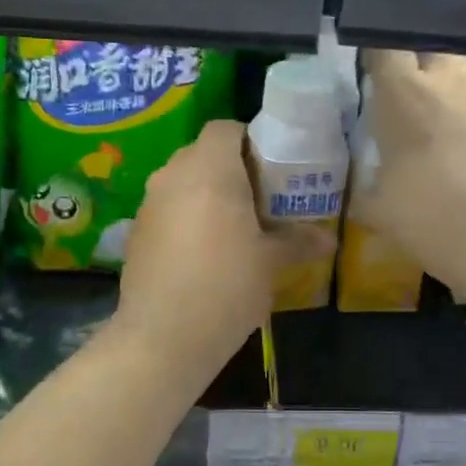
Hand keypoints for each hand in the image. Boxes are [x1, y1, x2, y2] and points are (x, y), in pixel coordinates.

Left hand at [116, 120, 327, 374]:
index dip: (250, 140)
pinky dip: (186, 218)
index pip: (226, 128)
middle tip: (260, 199)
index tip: (271, 169)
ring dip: (206, 194)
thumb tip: (329, 240)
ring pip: (182, 182)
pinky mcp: (136, 233)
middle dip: (231, 169)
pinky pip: (167, 209)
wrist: (163, 337)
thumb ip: (298, 241)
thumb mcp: (271, 263)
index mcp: (210, 169)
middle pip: (203, 153)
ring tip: (234, 227)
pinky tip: (204, 253)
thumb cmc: (226, 286)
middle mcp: (173, 175)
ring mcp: (149, 204)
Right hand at [361, 51, 465, 301]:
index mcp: (404, 93)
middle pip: (432, 43)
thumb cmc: (430, 216)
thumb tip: (364, 187)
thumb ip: (368, 188)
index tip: (362, 63)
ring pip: (460, 73)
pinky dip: (463, 116)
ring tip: (425, 118)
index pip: (385, 46)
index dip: (372, 48)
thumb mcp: (380, 208)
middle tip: (398, 84)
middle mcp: (447, 83)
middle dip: (416, 56)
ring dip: (443, 87)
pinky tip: (452, 145)